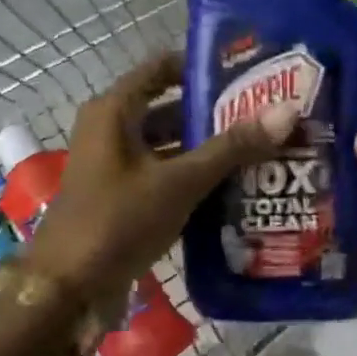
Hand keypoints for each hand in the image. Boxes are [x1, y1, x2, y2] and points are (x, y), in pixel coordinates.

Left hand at [25, 51, 296, 307]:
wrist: (68, 290)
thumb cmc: (118, 221)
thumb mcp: (180, 181)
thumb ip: (232, 147)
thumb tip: (288, 111)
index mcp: (115, 111)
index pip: (163, 67)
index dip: (204, 65)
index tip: (250, 71)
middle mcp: (112, 129)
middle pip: (171, 107)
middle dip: (217, 111)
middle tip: (267, 113)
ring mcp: (116, 165)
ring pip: (171, 143)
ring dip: (209, 147)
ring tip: (262, 146)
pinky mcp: (123, 196)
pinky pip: (166, 173)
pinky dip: (195, 175)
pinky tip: (236, 184)